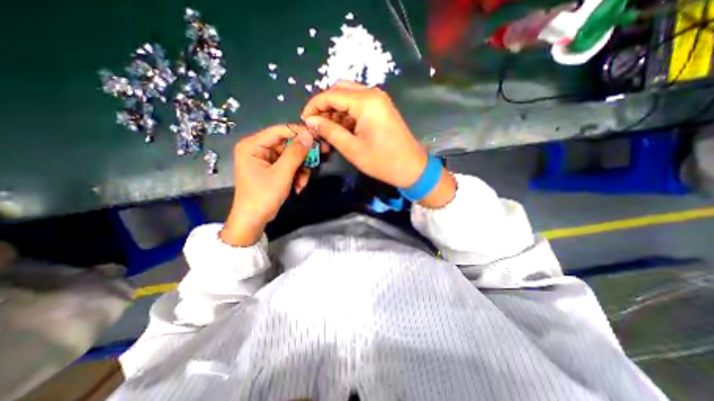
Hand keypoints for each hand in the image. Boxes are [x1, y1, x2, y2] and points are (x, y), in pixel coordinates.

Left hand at [221, 125, 314, 246]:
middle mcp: (258, 149)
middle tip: (321, 157)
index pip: (280, 131)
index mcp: (253, 145)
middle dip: (303, 156)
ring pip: (291, 156)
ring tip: (302, 182)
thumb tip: (309, 135)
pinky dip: (296, 175)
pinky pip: (289, 166)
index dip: (300, 132)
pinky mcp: (272, 169)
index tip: (318, 137)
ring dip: (301, 169)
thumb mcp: (282, 174)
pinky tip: (298, 186)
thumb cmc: (263, 196)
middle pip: (288, 144)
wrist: (253, 220)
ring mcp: (266, 160)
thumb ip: (296, 153)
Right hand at [300, 80, 457, 207]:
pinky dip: (347, 115)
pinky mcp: (381, 109)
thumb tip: (311, 121)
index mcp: (366, 101)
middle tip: (316, 125)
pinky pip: (358, 105)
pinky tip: (341, 129)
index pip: (331, 94)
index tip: (304, 120)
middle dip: (324, 106)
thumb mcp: (352, 148)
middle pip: (340, 91)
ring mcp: (379, 101)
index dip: (314, 106)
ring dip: (335, 111)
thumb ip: (330, 131)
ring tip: (327, 130)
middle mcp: (373, 94)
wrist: (412, 168)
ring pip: (349, 97)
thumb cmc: (382, 161)